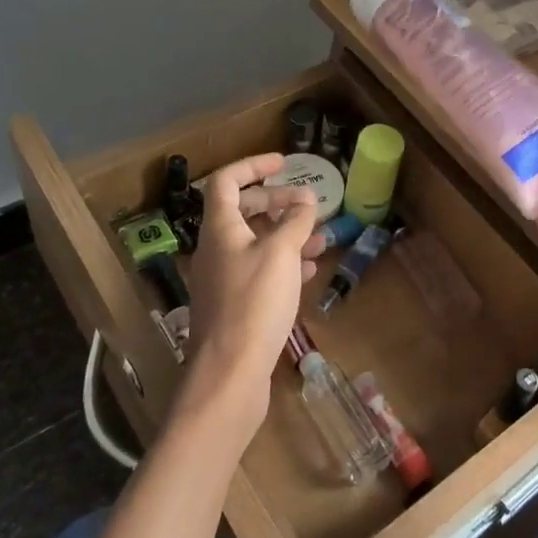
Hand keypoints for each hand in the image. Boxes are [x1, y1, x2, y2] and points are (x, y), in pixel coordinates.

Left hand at [175, 154, 323, 433]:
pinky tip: (310, 272)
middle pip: (243, 211)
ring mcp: (224, 279)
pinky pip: (260, 272)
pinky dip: (284, 264)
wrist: (230, 373)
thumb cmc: (254, 304)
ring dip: (286, 235)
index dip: (253, 166)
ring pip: (256, 244)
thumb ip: (295, 222)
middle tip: (307, 203)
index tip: (283, 163)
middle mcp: (216, 249)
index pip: (227, 182)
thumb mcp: (281, 254)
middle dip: (276, 202)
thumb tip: (306, 198)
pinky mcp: (235, 306)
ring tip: (321, 239)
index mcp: (220, 229)